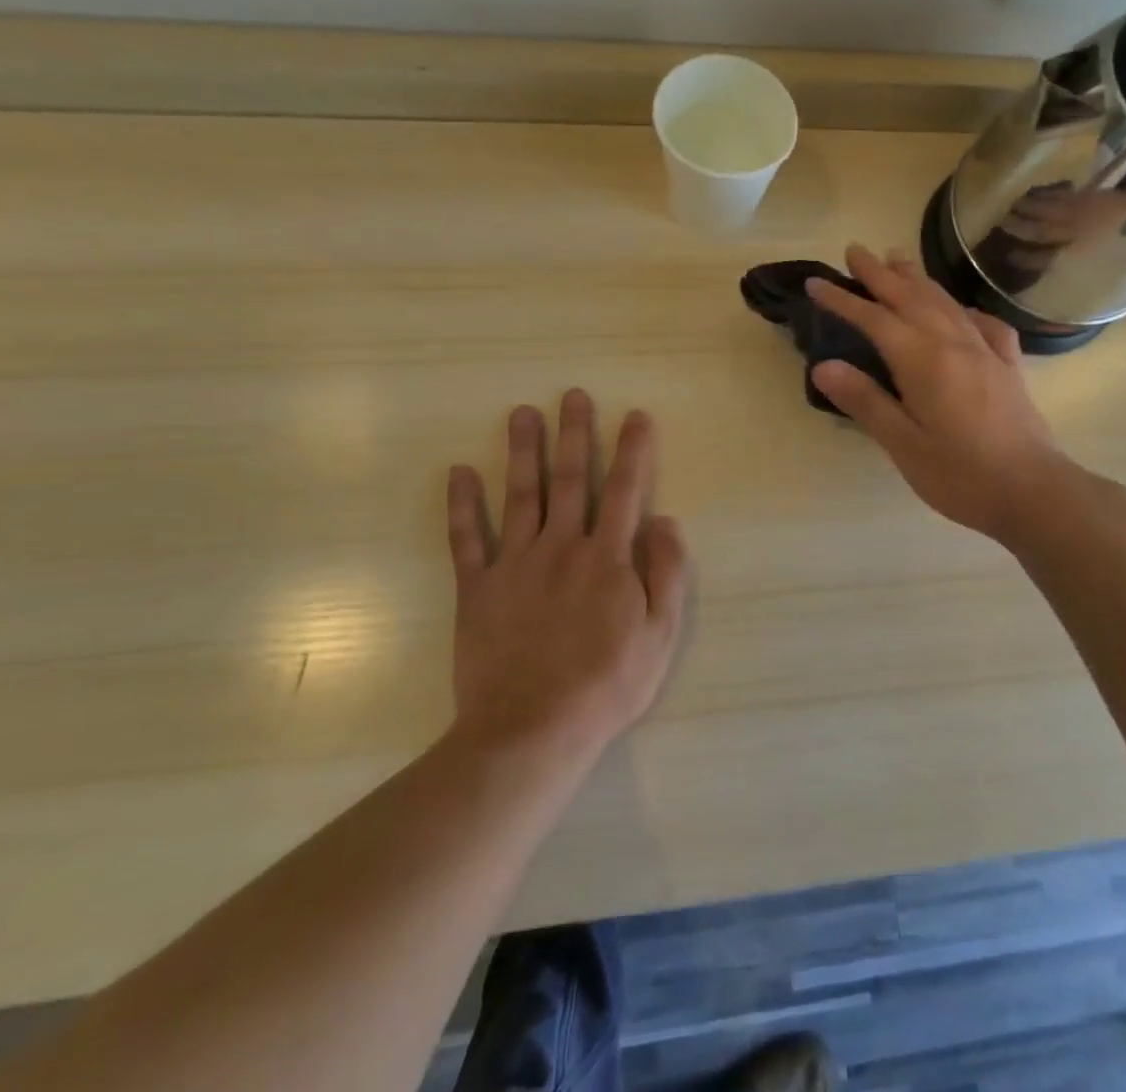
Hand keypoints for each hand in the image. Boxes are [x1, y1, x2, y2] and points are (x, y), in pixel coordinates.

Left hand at [444, 390, 688, 769]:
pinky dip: (462, 504)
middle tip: (572, 394)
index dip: (632, 450)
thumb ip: (666, 572)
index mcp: (607, 557)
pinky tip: (459, 472)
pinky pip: (467, 539)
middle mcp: (561, 547)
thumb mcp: (659, 635)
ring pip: (520, 495)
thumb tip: (665, 520)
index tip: (635, 415)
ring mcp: (515, 564)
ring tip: (521, 412)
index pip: (624, 490)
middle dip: (574, 433)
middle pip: (570, 479)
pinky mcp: (477, 588)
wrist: (532, 730)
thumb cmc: (606, 684)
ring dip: (522, 451)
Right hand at [806, 243, 1091, 543]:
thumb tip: (824, 366)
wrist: (1034, 492)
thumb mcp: (903, 445)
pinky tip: (962, 310)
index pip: (874, 320)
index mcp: (923, 361)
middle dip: (880, 274)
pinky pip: (985, 325)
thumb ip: (866, 402)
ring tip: (899, 259)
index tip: (817, 283)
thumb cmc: (961, 475)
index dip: (843, 300)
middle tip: (856, 250)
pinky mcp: (1008, 367)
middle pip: (911, 298)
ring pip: (946, 303)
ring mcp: (986, 352)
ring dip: (918, 279)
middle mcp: (954, 344)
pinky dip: (965, 309)